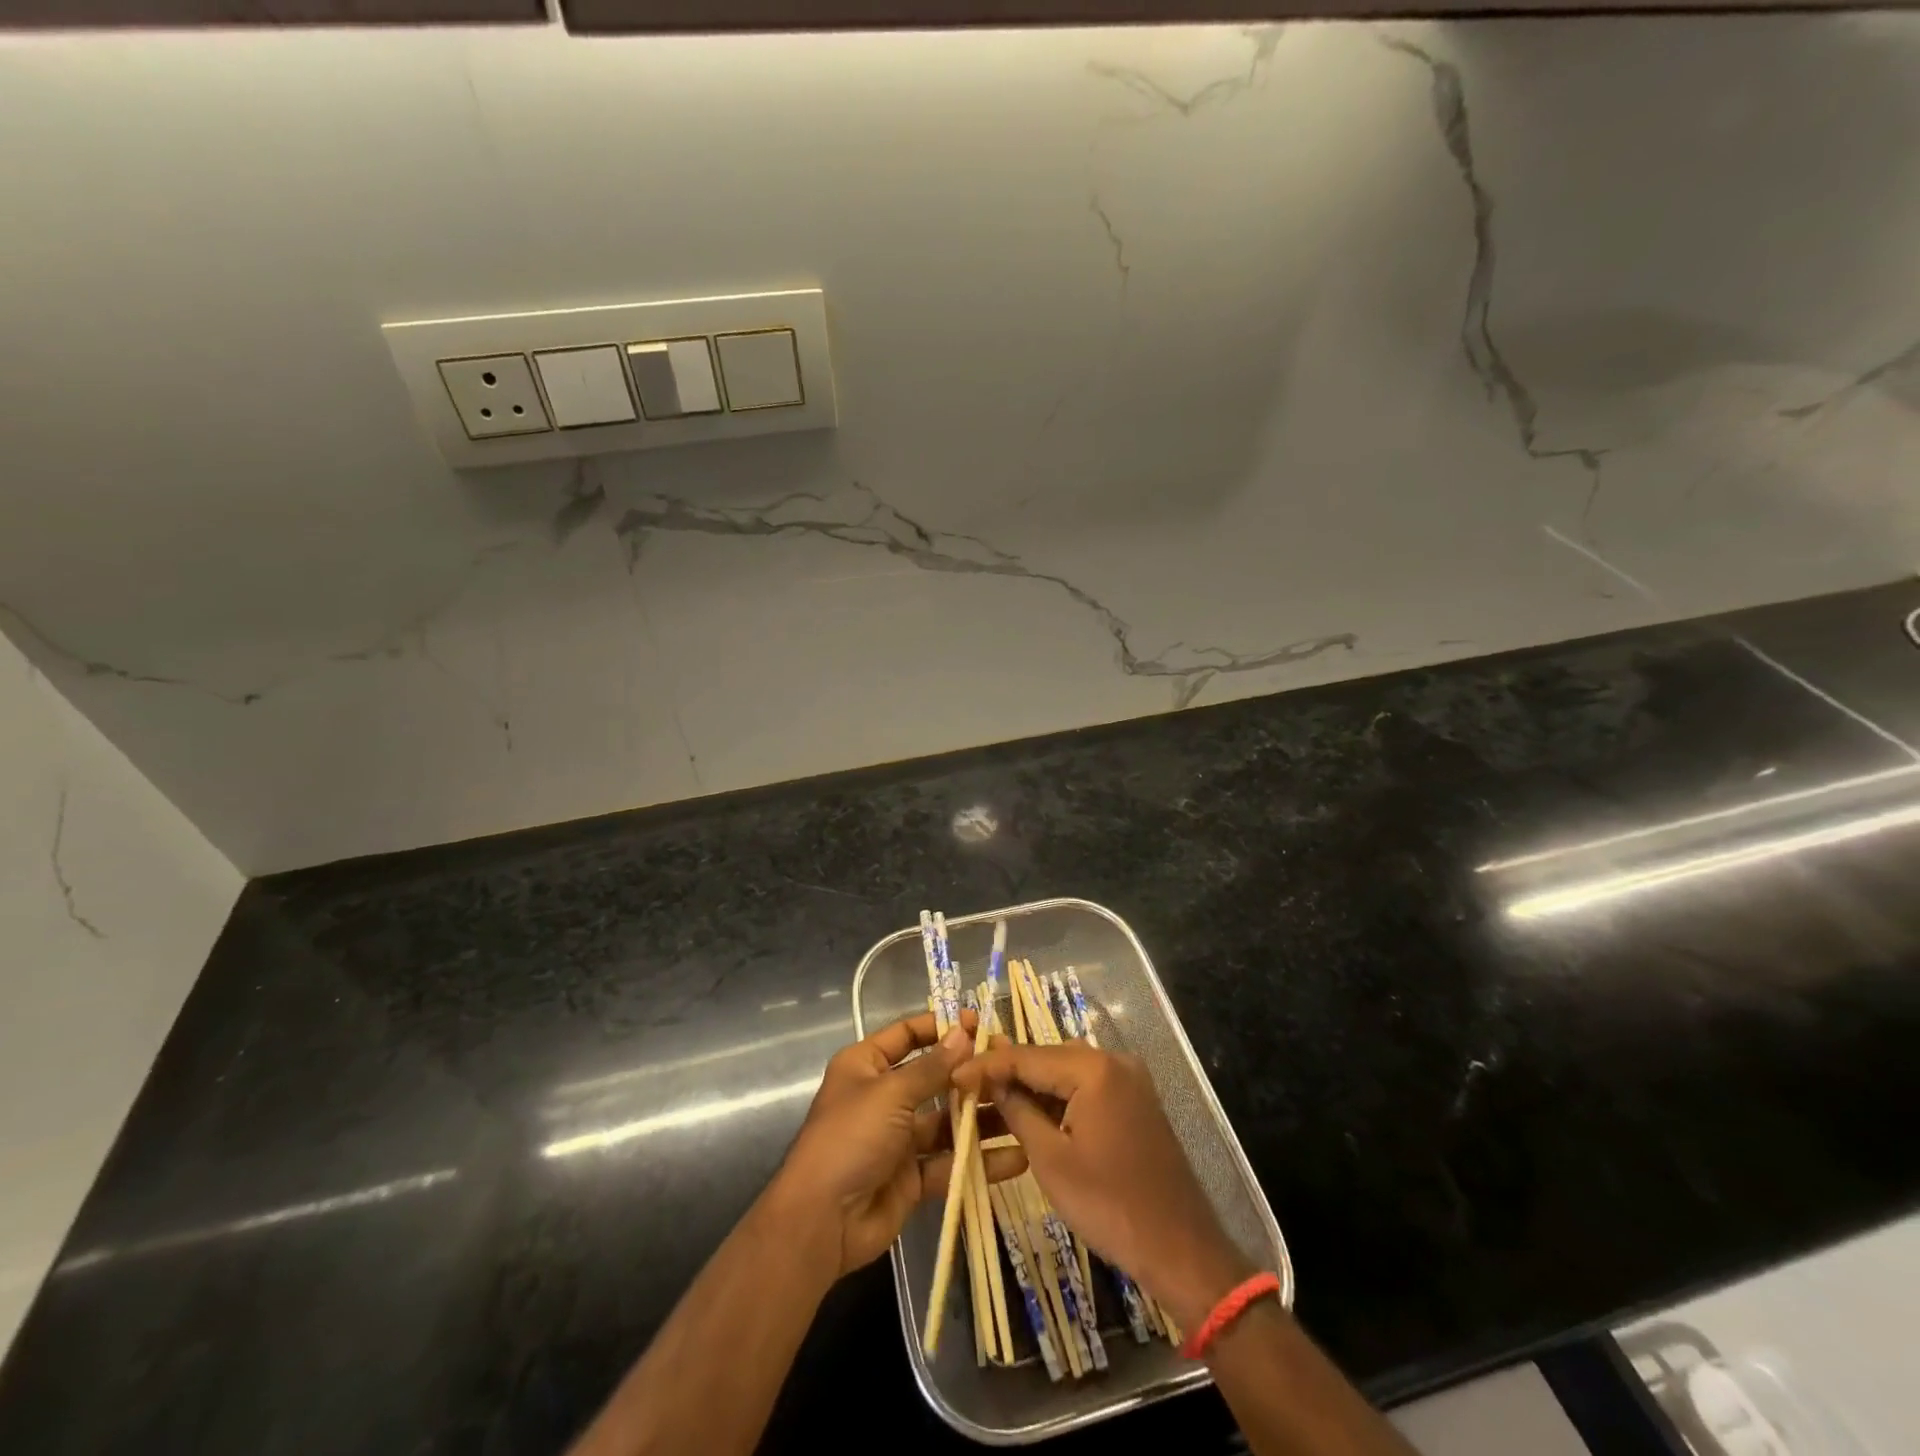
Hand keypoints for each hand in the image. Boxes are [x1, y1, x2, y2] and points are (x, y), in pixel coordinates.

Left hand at [768, 1011, 1025, 1279]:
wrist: (820, 1222)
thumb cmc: (850, 1138)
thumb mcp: (891, 1094)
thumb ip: (932, 1067)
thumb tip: (964, 1032)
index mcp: (867, 1066)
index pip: (907, 1034)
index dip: (942, 1027)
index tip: (981, 1025)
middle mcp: (884, 1097)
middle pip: (934, 1078)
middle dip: (970, 1074)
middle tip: (1012, 1069)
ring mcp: (898, 1138)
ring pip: (947, 1122)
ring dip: (981, 1119)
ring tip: (1023, 1111)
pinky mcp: (912, 1177)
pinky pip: (950, 1162)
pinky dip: (979, 1161)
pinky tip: (1016, 1158)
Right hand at [953, 1041, 1252, 1329]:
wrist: (1182, 1249)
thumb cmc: (1110, 1206)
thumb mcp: (1050, 1160)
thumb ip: (1018, 1111)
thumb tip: (994, 1083)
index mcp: (1094, 1067)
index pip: (1027, 1055)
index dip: (986, 1065)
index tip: (953, 1078)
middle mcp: (1114, 1060)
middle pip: (1047, 1058)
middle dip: (1008, 1074)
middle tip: (968, 1091)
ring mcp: (1129, 1080)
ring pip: (1066, 1073)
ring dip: (1032, 1088)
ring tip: (992, 1104)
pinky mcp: (1136, 1101)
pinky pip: (1087, 1088)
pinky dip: (1059, 1100)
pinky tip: (1032, 1116)